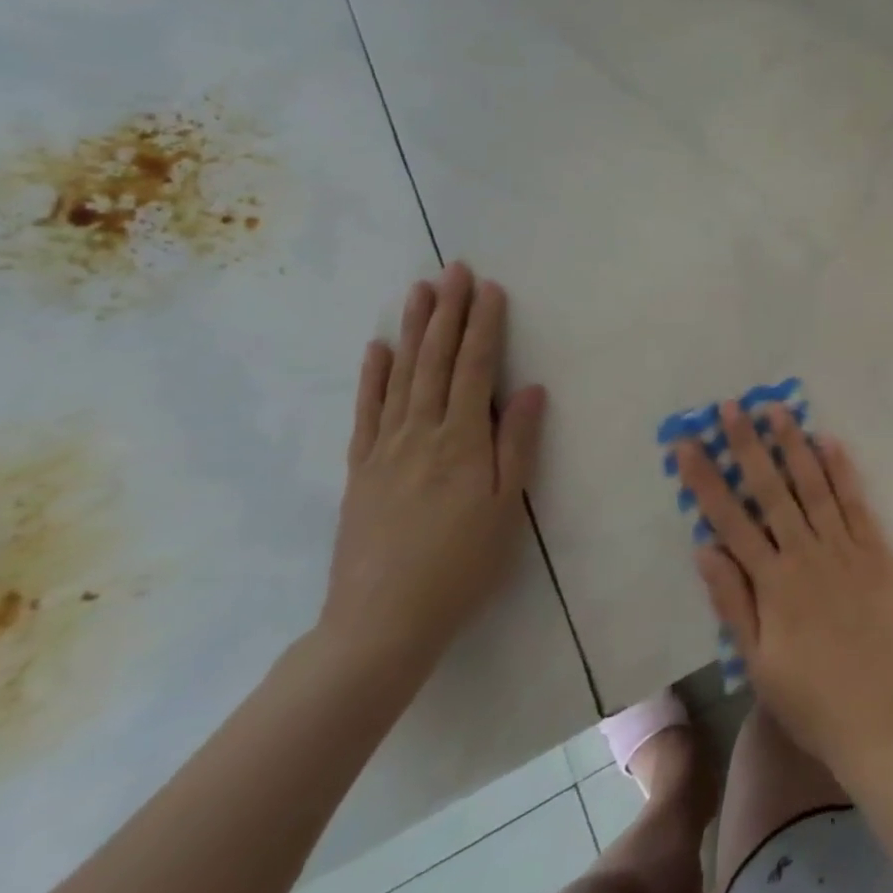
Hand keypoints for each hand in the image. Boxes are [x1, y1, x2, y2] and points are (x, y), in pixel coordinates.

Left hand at [318, 263, 546, 677]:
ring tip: (419, 291)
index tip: (490, 289)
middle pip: (435, 361)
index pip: (474, 369)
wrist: (381, 622)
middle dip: (447, 312)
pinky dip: (373, 376)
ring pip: (400, 376)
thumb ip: (518, 443)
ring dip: (412, 330)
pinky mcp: (361, 469)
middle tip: (454, 270)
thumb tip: (532, 389)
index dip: (483, 326)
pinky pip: (367, 411)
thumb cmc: (462, 564)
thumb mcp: (506, 506)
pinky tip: (378, 349)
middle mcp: (420, 433)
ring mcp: (385, 449)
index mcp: (461, 440)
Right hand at [679, 403, 892, 782]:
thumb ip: (733, 602)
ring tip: (776, 409)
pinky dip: (842, 470)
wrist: (883, 719)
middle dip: (747, 446)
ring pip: (814, 485)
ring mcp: (845, 548)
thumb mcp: (758, 664)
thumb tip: (704, 547)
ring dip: (793, 445)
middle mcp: (806, 555)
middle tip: (731, 407)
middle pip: (771, 490)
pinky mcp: (878, 550)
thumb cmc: (812, 700)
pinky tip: (829, 441)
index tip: (688, 444)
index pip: (730, 519)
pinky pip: (856, 502)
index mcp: (773, 584)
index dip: (706, 479)